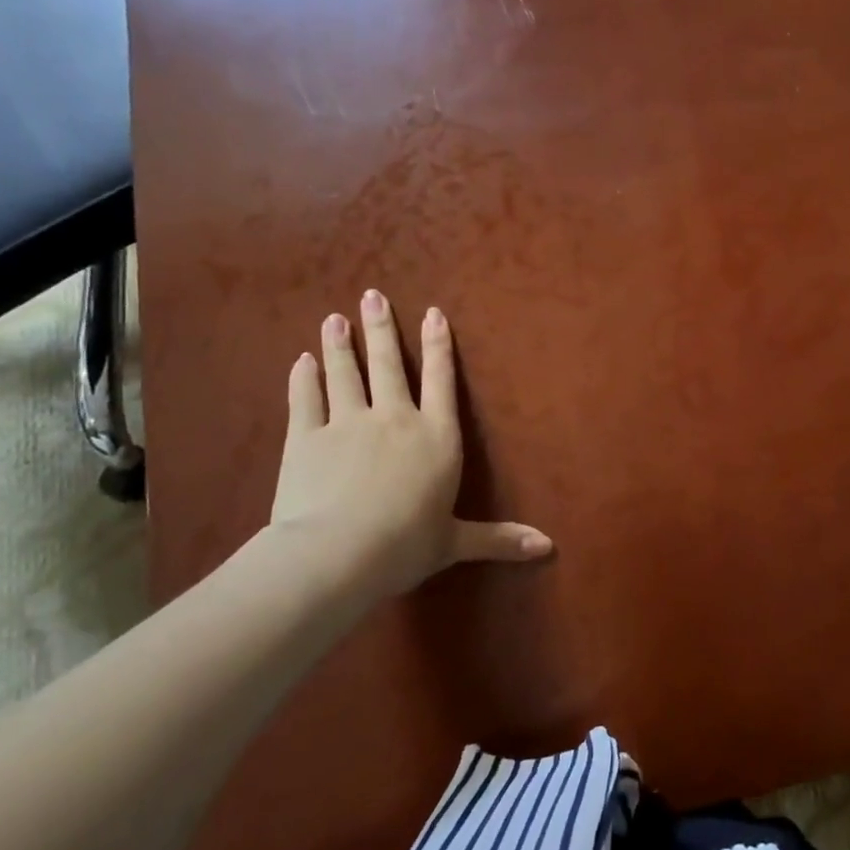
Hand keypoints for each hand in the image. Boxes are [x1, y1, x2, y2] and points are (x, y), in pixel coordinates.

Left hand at [270, 291, 551, 603]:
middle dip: (382, 329)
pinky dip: (303, 379)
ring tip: (335, 319)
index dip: (438, 346)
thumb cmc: (406, 545)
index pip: (441, 381)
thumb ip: (499, 539)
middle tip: (372, 296)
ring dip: (340, 345)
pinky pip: (306, 400)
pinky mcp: (306, 439)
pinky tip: (301, 361)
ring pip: (345, 375)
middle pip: (389, 366)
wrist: (337, 553)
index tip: (433, 313)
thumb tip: (548, 548)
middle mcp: (395, 419)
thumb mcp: (455, 542)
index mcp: (436, 437)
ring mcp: (347, 424)